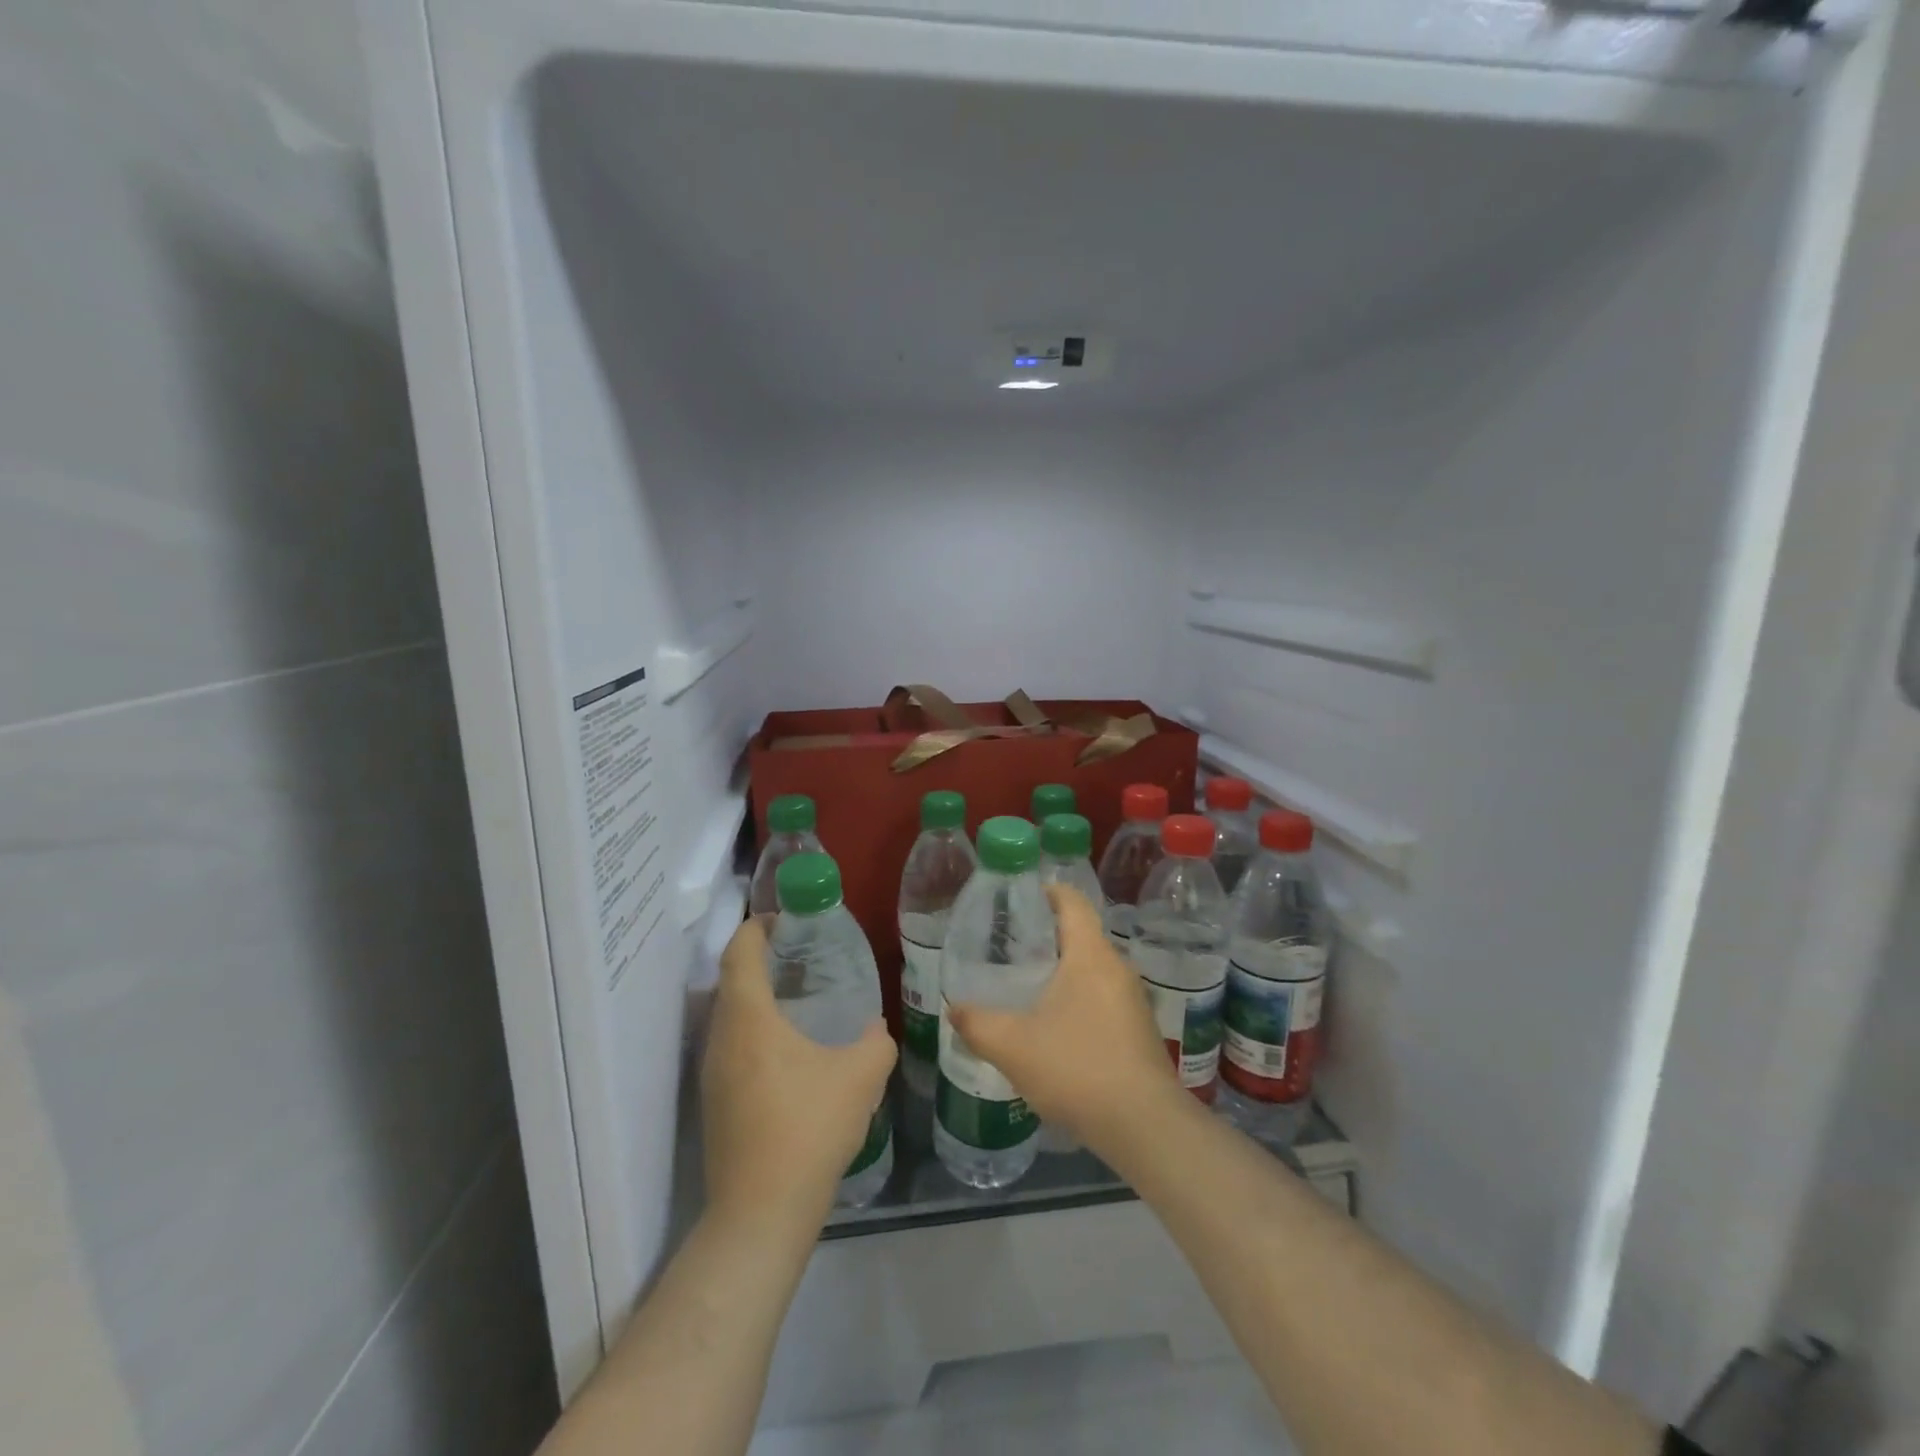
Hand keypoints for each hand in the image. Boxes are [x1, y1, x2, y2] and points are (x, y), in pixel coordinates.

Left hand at [701, 918, 896, 1235]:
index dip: (757, 926)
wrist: (761, 1212)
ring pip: (728, 1015)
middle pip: (730, 980)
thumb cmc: (810, 1128)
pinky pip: (730, 1045)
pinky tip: (787, 1051)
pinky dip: (752, 1029)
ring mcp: (712, 1073)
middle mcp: (722, 1038)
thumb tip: (876, 1028)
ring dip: (755, 997)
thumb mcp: (861, 1077)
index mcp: (750, 1018)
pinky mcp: (714, 1102)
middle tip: (799, 955)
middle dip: (759, 959)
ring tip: (797, 998)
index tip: (784, 918)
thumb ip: (876, 1043)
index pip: (740, 952)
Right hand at [948, 886, 1182, 1157]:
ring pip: (1091, 968)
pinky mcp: (1138, 1029)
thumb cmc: (1078, 1069)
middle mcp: (1117, 967)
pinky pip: (1101, 996)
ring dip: (1060, 970)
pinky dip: (1076, 997)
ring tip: (1024, 984)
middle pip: (1080, 934)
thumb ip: (977, 1024)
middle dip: (1045, 935)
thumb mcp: (1013, 1046)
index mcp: (1091, 955)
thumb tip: (953, 1008)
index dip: (1046, 891)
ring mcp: (1132, 1000)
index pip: (1072, 901)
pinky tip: (1053, 1025)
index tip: (1016, 897)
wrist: (1145, 1127)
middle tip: (1006, 946)